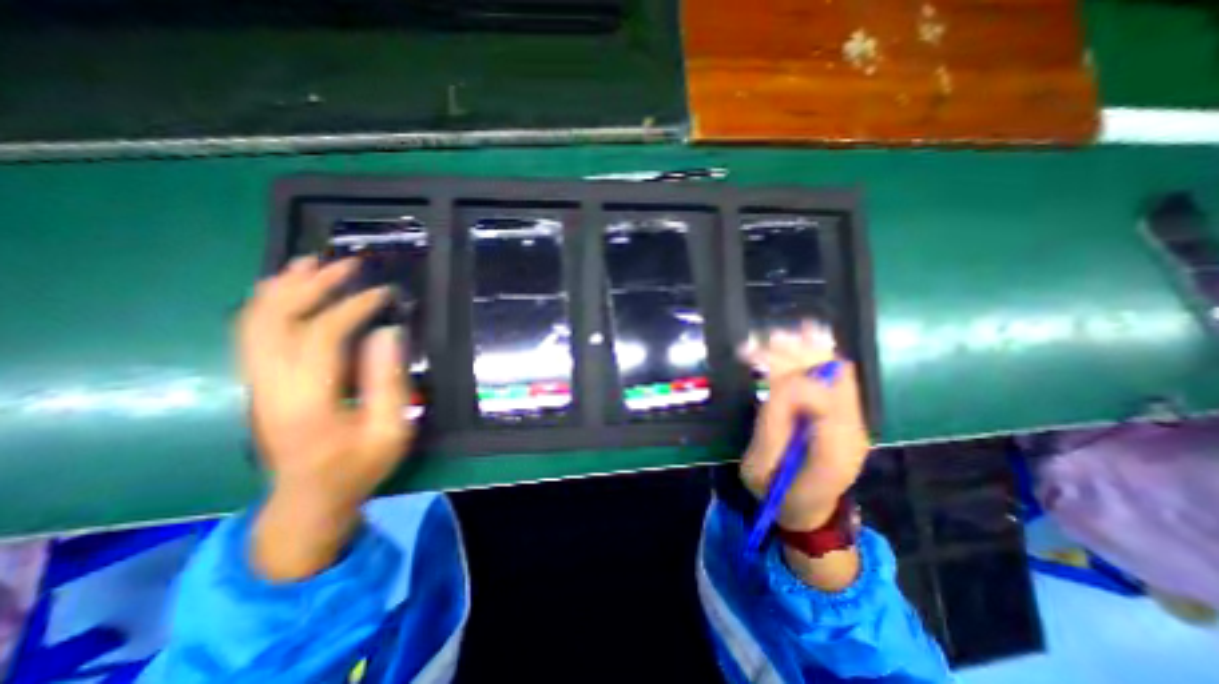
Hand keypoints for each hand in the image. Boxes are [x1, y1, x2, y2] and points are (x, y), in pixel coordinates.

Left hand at [234, 259, 416, 580]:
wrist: (307, 500)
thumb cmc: (357, 467)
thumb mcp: (390, 432)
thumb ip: (389, 382)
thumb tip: (387, 333)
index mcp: (309, 402)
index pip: (320, 336)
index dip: (352, 307)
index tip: (383, 292)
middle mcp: (271, 387)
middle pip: (274, 320)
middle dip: (310, 285)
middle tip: (346, 264)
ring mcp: (258, 384)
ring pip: (253, 322)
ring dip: (282, 287)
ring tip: (312, 262)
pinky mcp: (259, 383)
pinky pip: (252, 333)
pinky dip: (268, 303)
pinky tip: (288, 289)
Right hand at [738, 325, 871, 534]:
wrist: (809, 511)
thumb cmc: (779, 494)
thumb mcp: (761, 470)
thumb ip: (770, 430)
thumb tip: (778, 386)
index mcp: (833, 450)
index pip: (823, 401)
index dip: (791, 383)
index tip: (760, 375)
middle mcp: (851, 427)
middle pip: (830, 379)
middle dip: (795, 356)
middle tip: (762, 342)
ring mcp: (851, 418)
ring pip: (835, 370)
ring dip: (805, 349)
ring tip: (776, 335)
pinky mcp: (842, 411)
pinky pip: (835, 374)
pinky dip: (818, 352)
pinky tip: (806, 333)